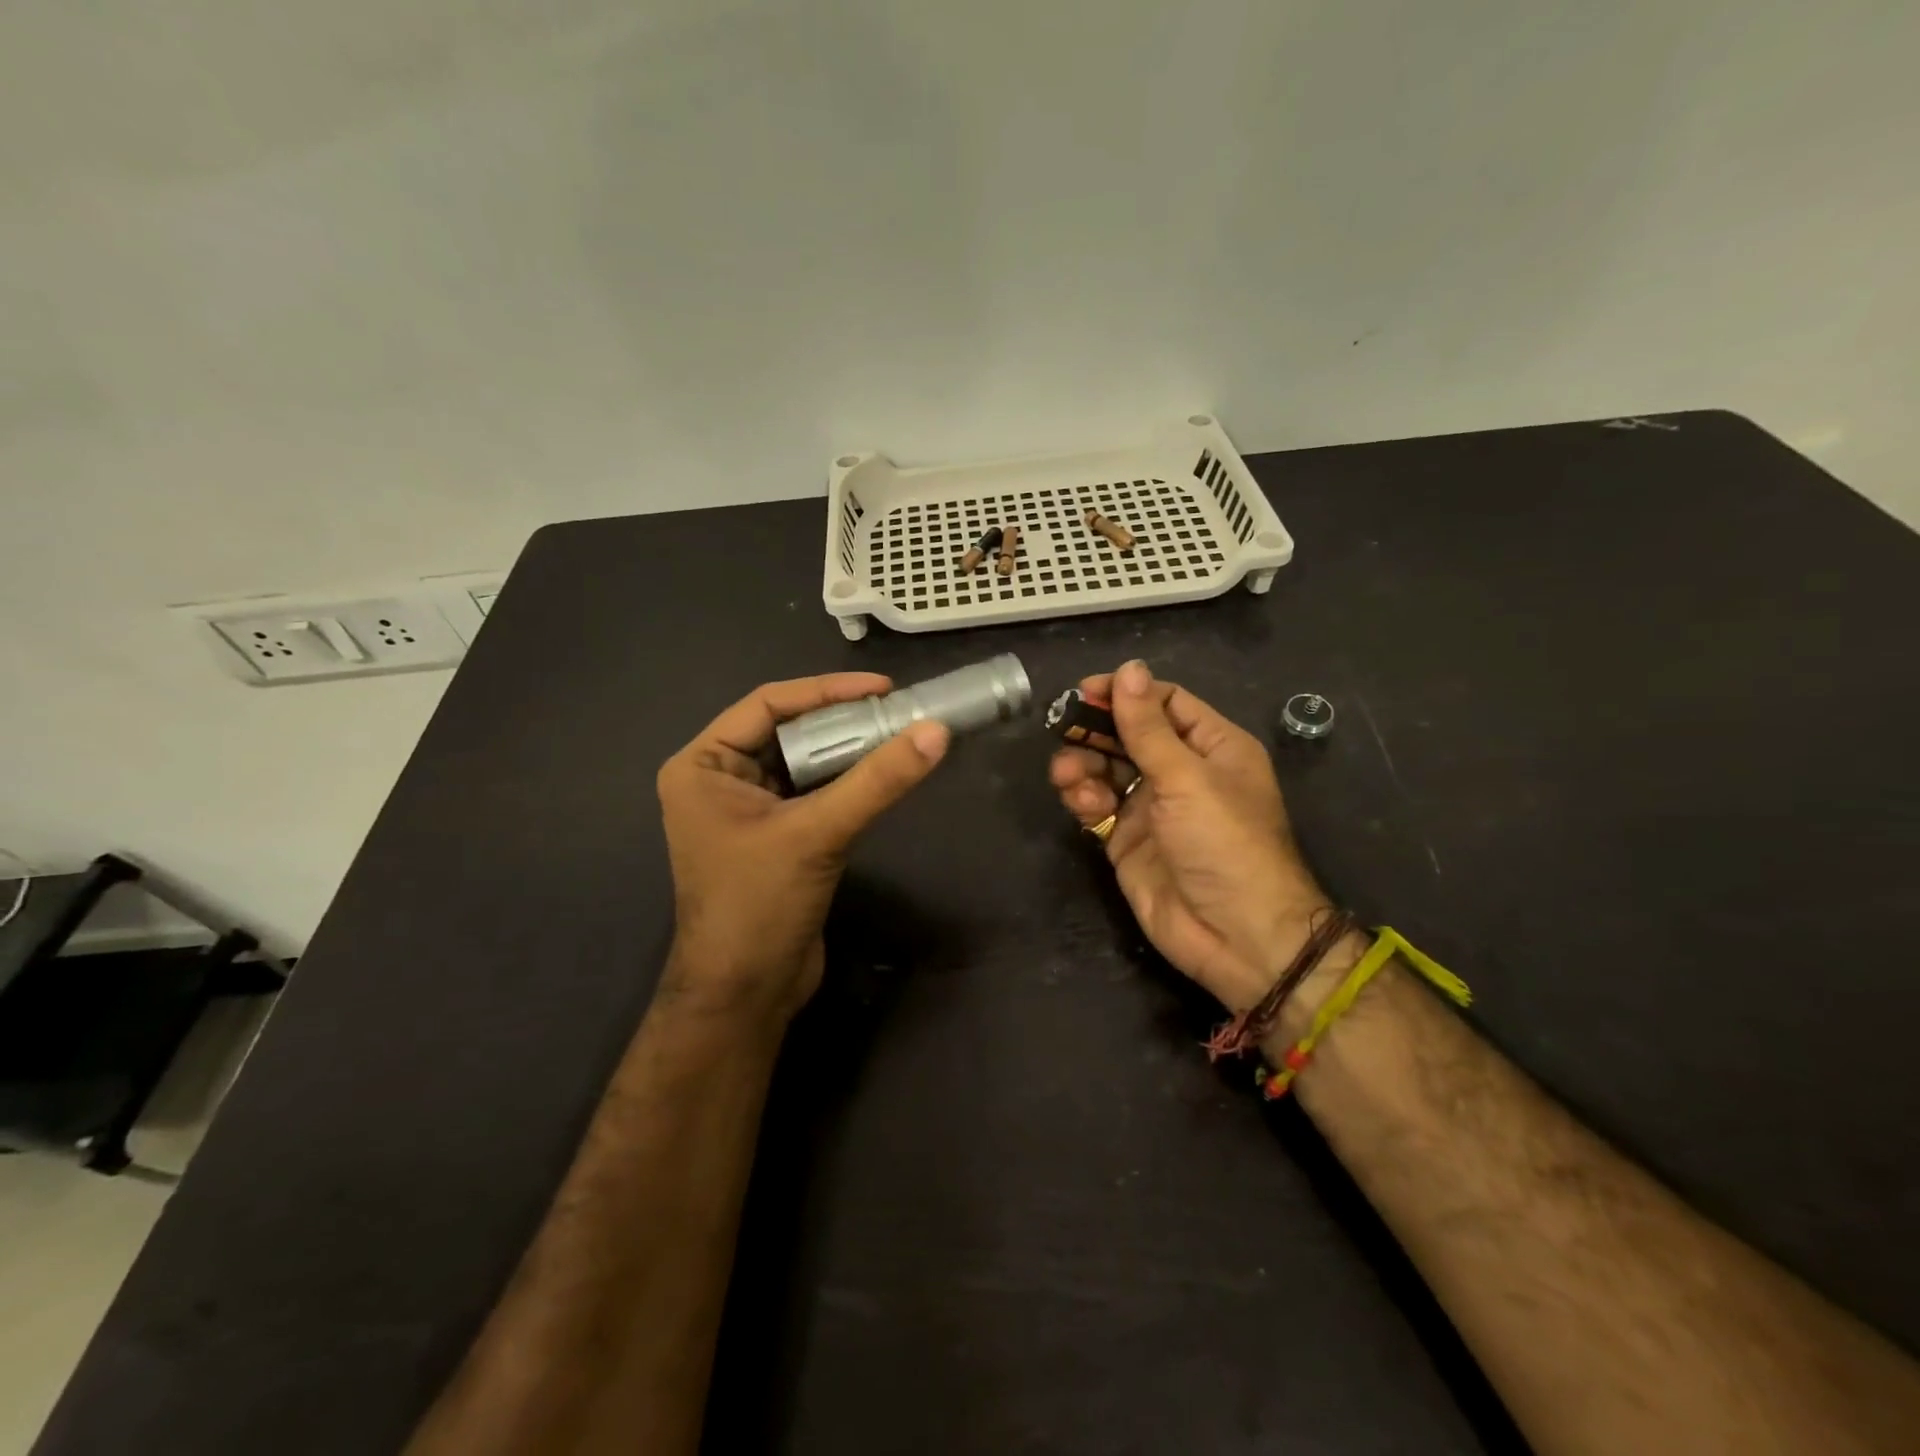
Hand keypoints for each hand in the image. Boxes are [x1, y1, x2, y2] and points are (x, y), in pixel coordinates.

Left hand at [658, 673, 948, 1020]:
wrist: (745, 995)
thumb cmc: (759, 906)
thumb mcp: (817, 834)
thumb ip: (877, 782)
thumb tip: (936, 731)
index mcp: (703, 765)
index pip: (767, 704)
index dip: (826, 690)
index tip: (884, 688)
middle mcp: (719, 779)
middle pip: (788, 730)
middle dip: (842, 720)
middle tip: (898, 712)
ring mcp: (748, 809)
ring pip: (805, 762)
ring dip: (848, 750)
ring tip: (899, 736)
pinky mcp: (776, 836)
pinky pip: (814, 792)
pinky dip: (847, 781)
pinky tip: (883, 774)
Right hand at [1049, 660, 1327, 1010]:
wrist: (1235, 935)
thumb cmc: (1224, 843)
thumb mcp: (1187, 777)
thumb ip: (1147, 726)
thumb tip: (1128, 667)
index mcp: (1211, 746)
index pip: (1164, 702)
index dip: (1125, 693)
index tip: (1085, 690)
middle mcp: (1181, 771)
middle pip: (1128, 733)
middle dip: (1095, 730)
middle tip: (1062, 727)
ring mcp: (1152, 806)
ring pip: (1106, 768)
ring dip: (1082, 764)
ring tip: (1066, 773)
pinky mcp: (1126, 838)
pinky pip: (1097, 804)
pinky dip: (1083, 798)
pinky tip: (1081, 802)